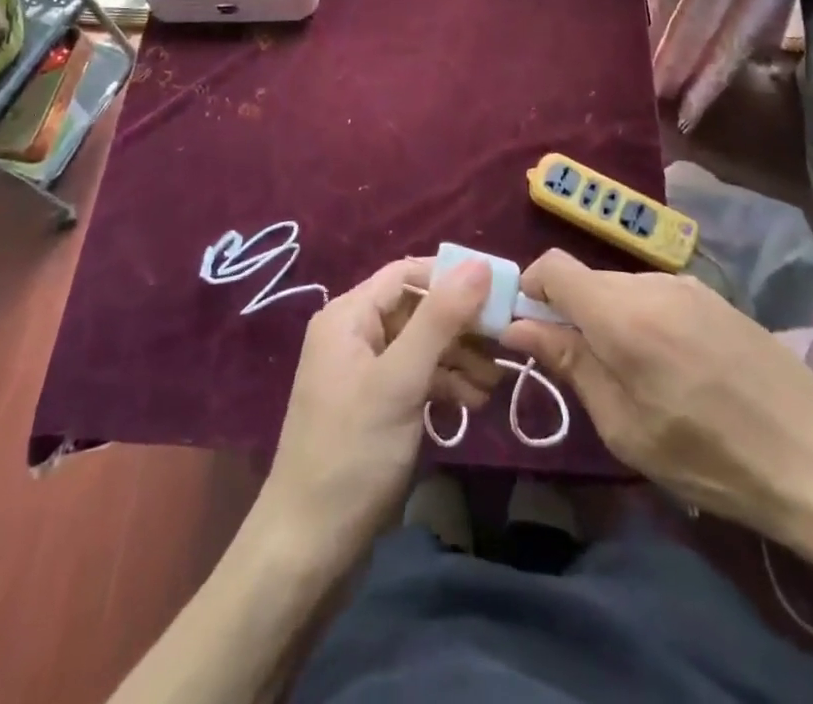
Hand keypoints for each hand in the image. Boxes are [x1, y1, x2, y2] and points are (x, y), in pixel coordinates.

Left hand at [256, 257, 500, 570]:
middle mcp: (352, 333)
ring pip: (420, 345)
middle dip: (460, 327)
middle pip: (417, 309)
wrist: (309, 548)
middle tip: (504, 349)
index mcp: (348, 314)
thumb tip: (480, 263)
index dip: (453, 278)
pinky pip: (414, 377)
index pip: (407, 273)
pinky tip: (470, 405)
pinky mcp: (373, 406)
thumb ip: (440, 319)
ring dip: (458, 359)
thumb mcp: (401, 380)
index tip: (499, 296)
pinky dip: (443, 385)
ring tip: (492, 387)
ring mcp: (362, 371)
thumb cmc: (354, 452)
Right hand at [500, 249, 812, 550]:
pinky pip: (655, 295)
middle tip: (584, 372)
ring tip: (636, 377)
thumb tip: (518, 327)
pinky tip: (674, 368)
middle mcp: (650, 282)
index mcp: (621, 313)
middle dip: (570, 314)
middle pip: (586, 280)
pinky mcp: (713, 296)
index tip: (530, 333)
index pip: (552, 266)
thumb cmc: (710, 457)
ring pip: (620, 288)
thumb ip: (569, 365)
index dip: (530, 290)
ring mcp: (686, 284)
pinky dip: (642, 320)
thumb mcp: (625, 427)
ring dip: (609, 319)